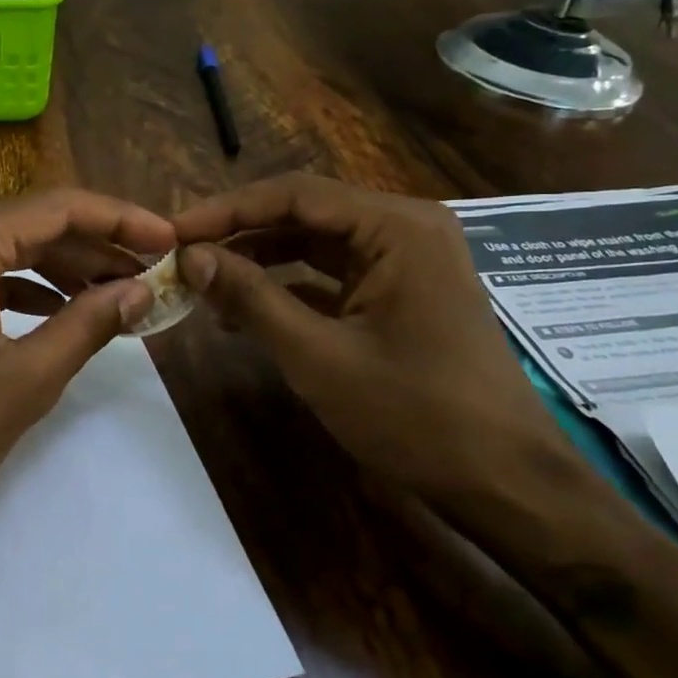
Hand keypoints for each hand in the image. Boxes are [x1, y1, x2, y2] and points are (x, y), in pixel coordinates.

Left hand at [0, 190, 174, 528]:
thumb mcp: (26, 379)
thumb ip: (88, 324)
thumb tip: (140, 290)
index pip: (59, 209)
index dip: (121, 221)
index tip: (168, 239)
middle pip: (34, 225)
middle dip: (96, 248)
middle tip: (151, 272)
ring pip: (8, 250)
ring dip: (63, 270)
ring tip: (118, 295)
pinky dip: (25, 289)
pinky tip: (61, 311)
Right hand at [172, 175, 600, 519]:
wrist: (505, 482)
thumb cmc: (415, 415)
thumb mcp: (319, 356)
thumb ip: (251, 298)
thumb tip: (190, 257)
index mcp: (396, 227)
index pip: (294, 194)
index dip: (226, 211)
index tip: (172, 233)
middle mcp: (404, 229)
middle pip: (304, 214)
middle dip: (239, 236)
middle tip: (180, 258)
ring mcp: (405, 262)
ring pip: (314, 245)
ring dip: (258, 262)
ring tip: (201, 285)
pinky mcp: (400, 294)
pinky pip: (332, 276)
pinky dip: (287, 289)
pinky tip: (243, 313)